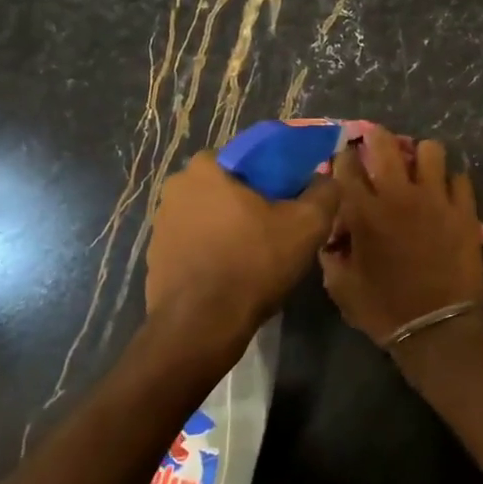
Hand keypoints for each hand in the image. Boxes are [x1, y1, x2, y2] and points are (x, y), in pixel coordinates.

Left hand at [143, 151, 340, 373]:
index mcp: (207, 167)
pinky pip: (195, 243)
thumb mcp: (307, 224)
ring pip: (211, 215)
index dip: (278, 175)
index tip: (294, 197)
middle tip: (281, 227)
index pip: (251, 156)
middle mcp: (177, 186)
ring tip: (259, 254)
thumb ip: (324, 192)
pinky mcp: (156, 256)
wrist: (200, 327)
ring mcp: (161, 223)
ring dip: (232, 227)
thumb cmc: (253, 263)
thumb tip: (326, 179)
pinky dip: (214, 251)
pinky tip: (234, 273)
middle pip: (230, 186)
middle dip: (254, 202)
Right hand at [320, 126, 482, 346]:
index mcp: (363, 212)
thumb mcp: (342, 287)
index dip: (343, 157)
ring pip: (430, 150)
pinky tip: (446, 195)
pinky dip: (451, 183)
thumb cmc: (384, 310)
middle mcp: (398, 195)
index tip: (344, 159)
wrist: (437, 329)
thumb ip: (331, 254)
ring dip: (421, 156)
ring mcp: (435, 199)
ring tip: (419, 168)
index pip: (346, 166)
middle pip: (385, 143)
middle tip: (377, 142)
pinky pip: (460, 178)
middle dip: (376, 136)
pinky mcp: (464, 211)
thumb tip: (330, 236)